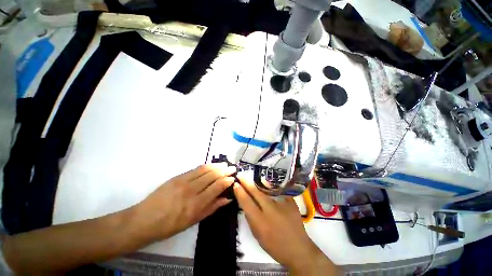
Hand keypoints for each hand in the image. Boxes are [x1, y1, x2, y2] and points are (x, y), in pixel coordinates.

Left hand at [133, 163, 236, 242]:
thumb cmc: (170, 226)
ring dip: (217, 166)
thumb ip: (212, 208)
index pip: (217, 186)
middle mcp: (191, 190)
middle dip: (225, 170)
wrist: (144, 220)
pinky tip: (212, 165)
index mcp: (196, 204)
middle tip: (233, 168)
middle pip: (213, 175)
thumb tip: (227, 199)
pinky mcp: (177, 177)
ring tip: (225, 164)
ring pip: (205, 169)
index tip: (233, 178)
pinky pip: (195, 169)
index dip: (227, 181)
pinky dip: (206, 166)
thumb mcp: (193, 221)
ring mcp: (183, 181)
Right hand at [233, 172, 341, 275]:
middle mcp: (270, 211)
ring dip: (257, 182)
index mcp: (260, 222)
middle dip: (246, 182)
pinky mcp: (291, 202)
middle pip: (255, 192)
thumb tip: (245, 201)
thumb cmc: (274, 245)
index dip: (239, 192)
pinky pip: (278, 190)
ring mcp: (282, 205)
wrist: (298, 249)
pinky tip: (267, 181)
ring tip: (251, 176)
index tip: (235, 184)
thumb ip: (250, 217)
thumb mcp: (257, 235)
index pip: (246, 202)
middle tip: (241, 175)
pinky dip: (271, 186)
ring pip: (266, 189)